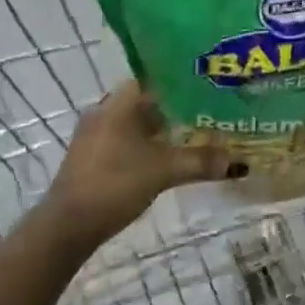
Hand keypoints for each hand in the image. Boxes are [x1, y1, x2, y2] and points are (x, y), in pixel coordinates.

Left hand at [46, 81, 237, 243]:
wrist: (67, 226)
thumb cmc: (114, 184)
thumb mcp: (162, 171)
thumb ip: (200, 162)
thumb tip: (238, 162)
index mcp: (119, 101)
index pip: (156, 77)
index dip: (184, 80)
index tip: (210, 86)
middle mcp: (105, 109)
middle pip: (148, 99)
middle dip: (178, 106)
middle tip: (210, 110)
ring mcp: (96, 133)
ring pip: (137, 121)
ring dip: (163, 127)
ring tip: (196, 132)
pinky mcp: (93, 155)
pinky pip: (127, 138)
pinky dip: (148, 142)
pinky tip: (167, 155)